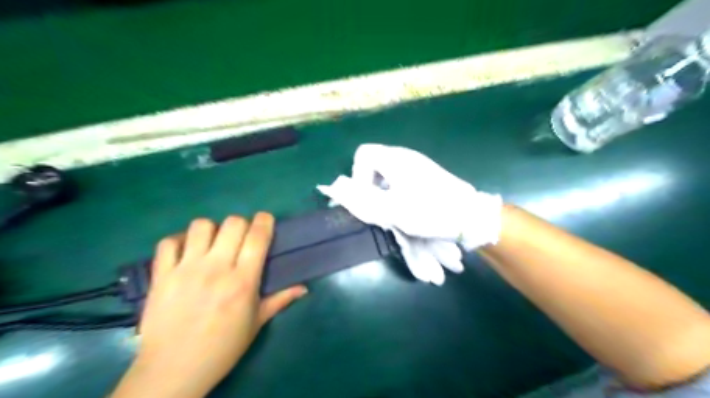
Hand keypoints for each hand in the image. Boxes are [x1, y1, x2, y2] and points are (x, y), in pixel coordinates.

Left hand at [112, 213, 306, 397]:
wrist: (174, 370)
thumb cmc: (223, 347)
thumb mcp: (257, 323)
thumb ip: (280, 300)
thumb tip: (304, 288)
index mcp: (242, 280)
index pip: (257, 236)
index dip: (265, 221)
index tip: (266, 220)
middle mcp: (216, 268)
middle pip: (232, 223)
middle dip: (241, 224)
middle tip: (240, 238)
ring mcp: (186, 270)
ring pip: (201, 226)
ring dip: (211, 230)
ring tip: (212, 244)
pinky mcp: (161, 275)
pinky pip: (168, 243)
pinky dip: (179, 241)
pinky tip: (186, 252)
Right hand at [318, 145, 504, 283]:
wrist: (469, 216)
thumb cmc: (429, 211)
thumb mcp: (392, 210)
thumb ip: (363, 199)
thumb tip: (340, 189)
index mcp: (396, 159)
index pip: (363, 154)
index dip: (358, 175)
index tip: (367, 196)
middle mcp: (406, 156)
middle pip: (375, 162)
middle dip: (370, 185)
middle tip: (378, 206)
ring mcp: (418, 164)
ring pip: (388, 172)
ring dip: (383, 190)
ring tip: (392, 210)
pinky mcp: (427, 174)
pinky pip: (401, 178)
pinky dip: (396, 191)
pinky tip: (407, 207)